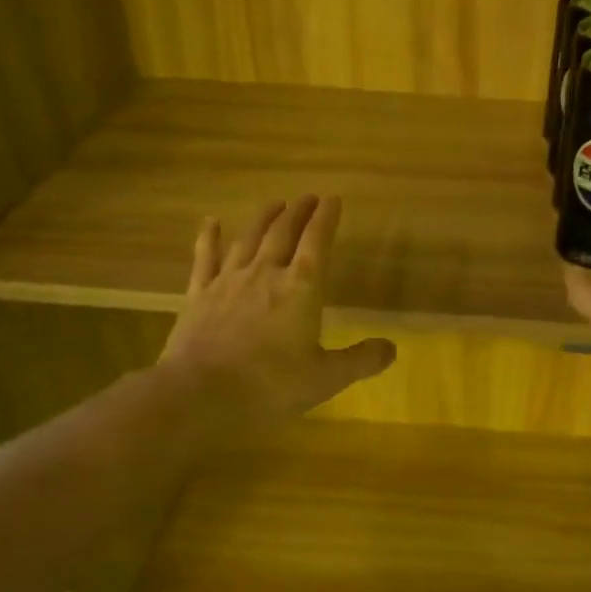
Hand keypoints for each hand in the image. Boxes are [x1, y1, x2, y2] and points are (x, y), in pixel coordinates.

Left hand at [158, 195, 394, 430]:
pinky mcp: (199, 294)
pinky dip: (209, 237)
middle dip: (299, 211)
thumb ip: (360, 360)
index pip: (317, 242)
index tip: (333, 199)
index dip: (327, 218)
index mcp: (301, 288)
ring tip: (275, 203)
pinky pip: (205, 257)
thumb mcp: (326, 378)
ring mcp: (228, 280)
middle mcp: (265, 273)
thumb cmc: (270, 385)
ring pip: (249, 238)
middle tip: (308, 197)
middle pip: (284, 232)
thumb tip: (391, 348)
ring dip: (264, 218)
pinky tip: (211, 222)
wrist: (199, 394)